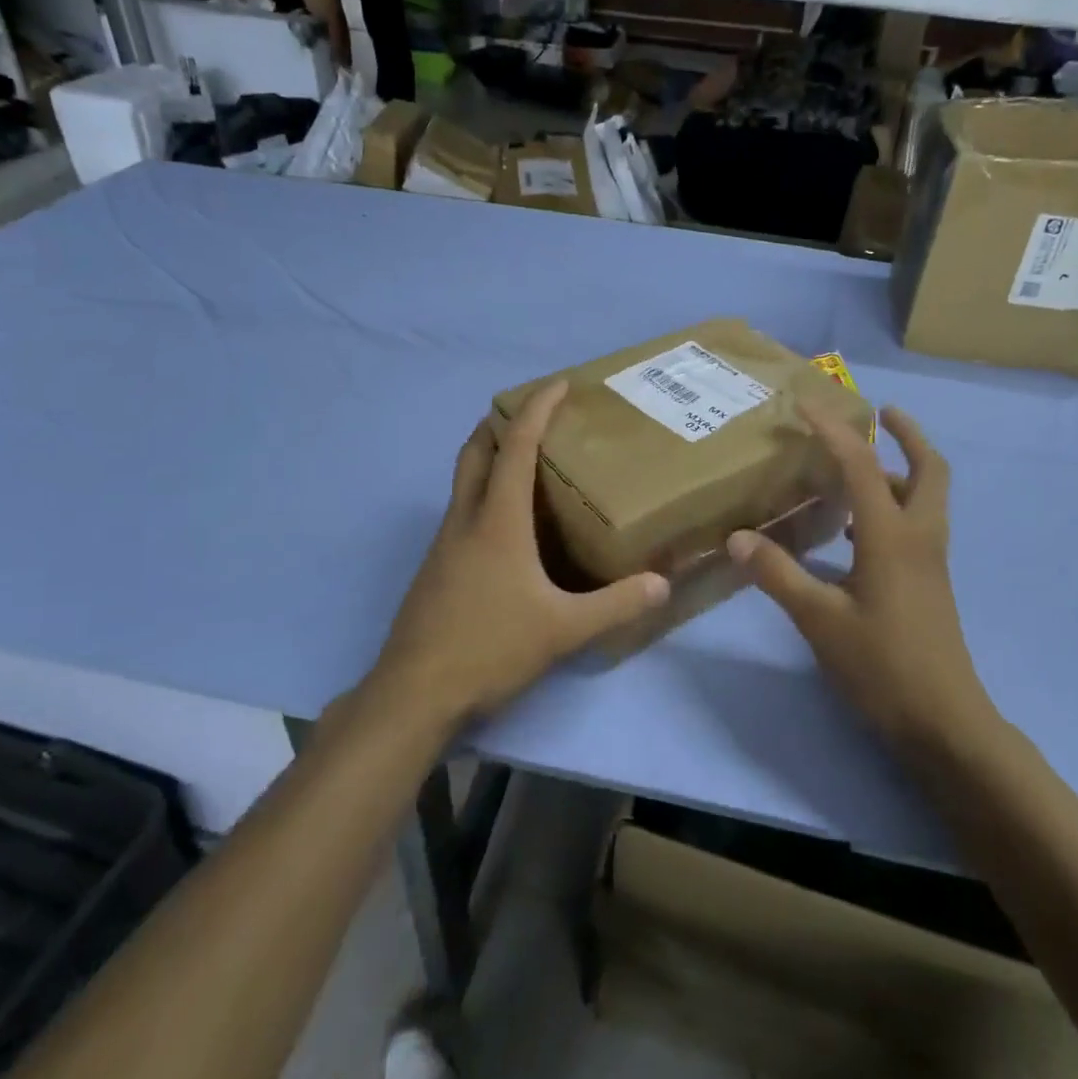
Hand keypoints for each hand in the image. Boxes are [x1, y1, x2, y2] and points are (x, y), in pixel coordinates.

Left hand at [372, 381, 669, 728]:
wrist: (414, 694)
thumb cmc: (489, 648)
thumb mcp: (563, 629)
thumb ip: (615, 605)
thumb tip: (663, 584)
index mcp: (497, 520)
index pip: (516, 445)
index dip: (537, 408)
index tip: (559, 384)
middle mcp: (465, 519)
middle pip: (476, 450)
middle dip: (501, 422)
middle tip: (536, 417)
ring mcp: (444, 543)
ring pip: (464, 480)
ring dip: (491, 458)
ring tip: (529, 466)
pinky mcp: (436, 567)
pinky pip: (462, 511)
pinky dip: (484, 495)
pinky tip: (510, 528)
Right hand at [726, 405, 1002, 759]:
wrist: (944, 723)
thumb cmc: (882, 666)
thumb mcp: (819, 619)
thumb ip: (778, 574)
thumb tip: (738, 537)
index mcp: (892, 536)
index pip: (862, 464)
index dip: (832, 430)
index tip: (805, 405)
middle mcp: (919, 537)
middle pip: (929, 469)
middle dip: (908, 434)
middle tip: (880, 413)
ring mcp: (930, 561)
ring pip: (926, 496)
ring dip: (899, 470)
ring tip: (856, 468)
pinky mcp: (930, 582)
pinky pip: (917, 524)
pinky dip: (893, 505)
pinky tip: (854, 528)